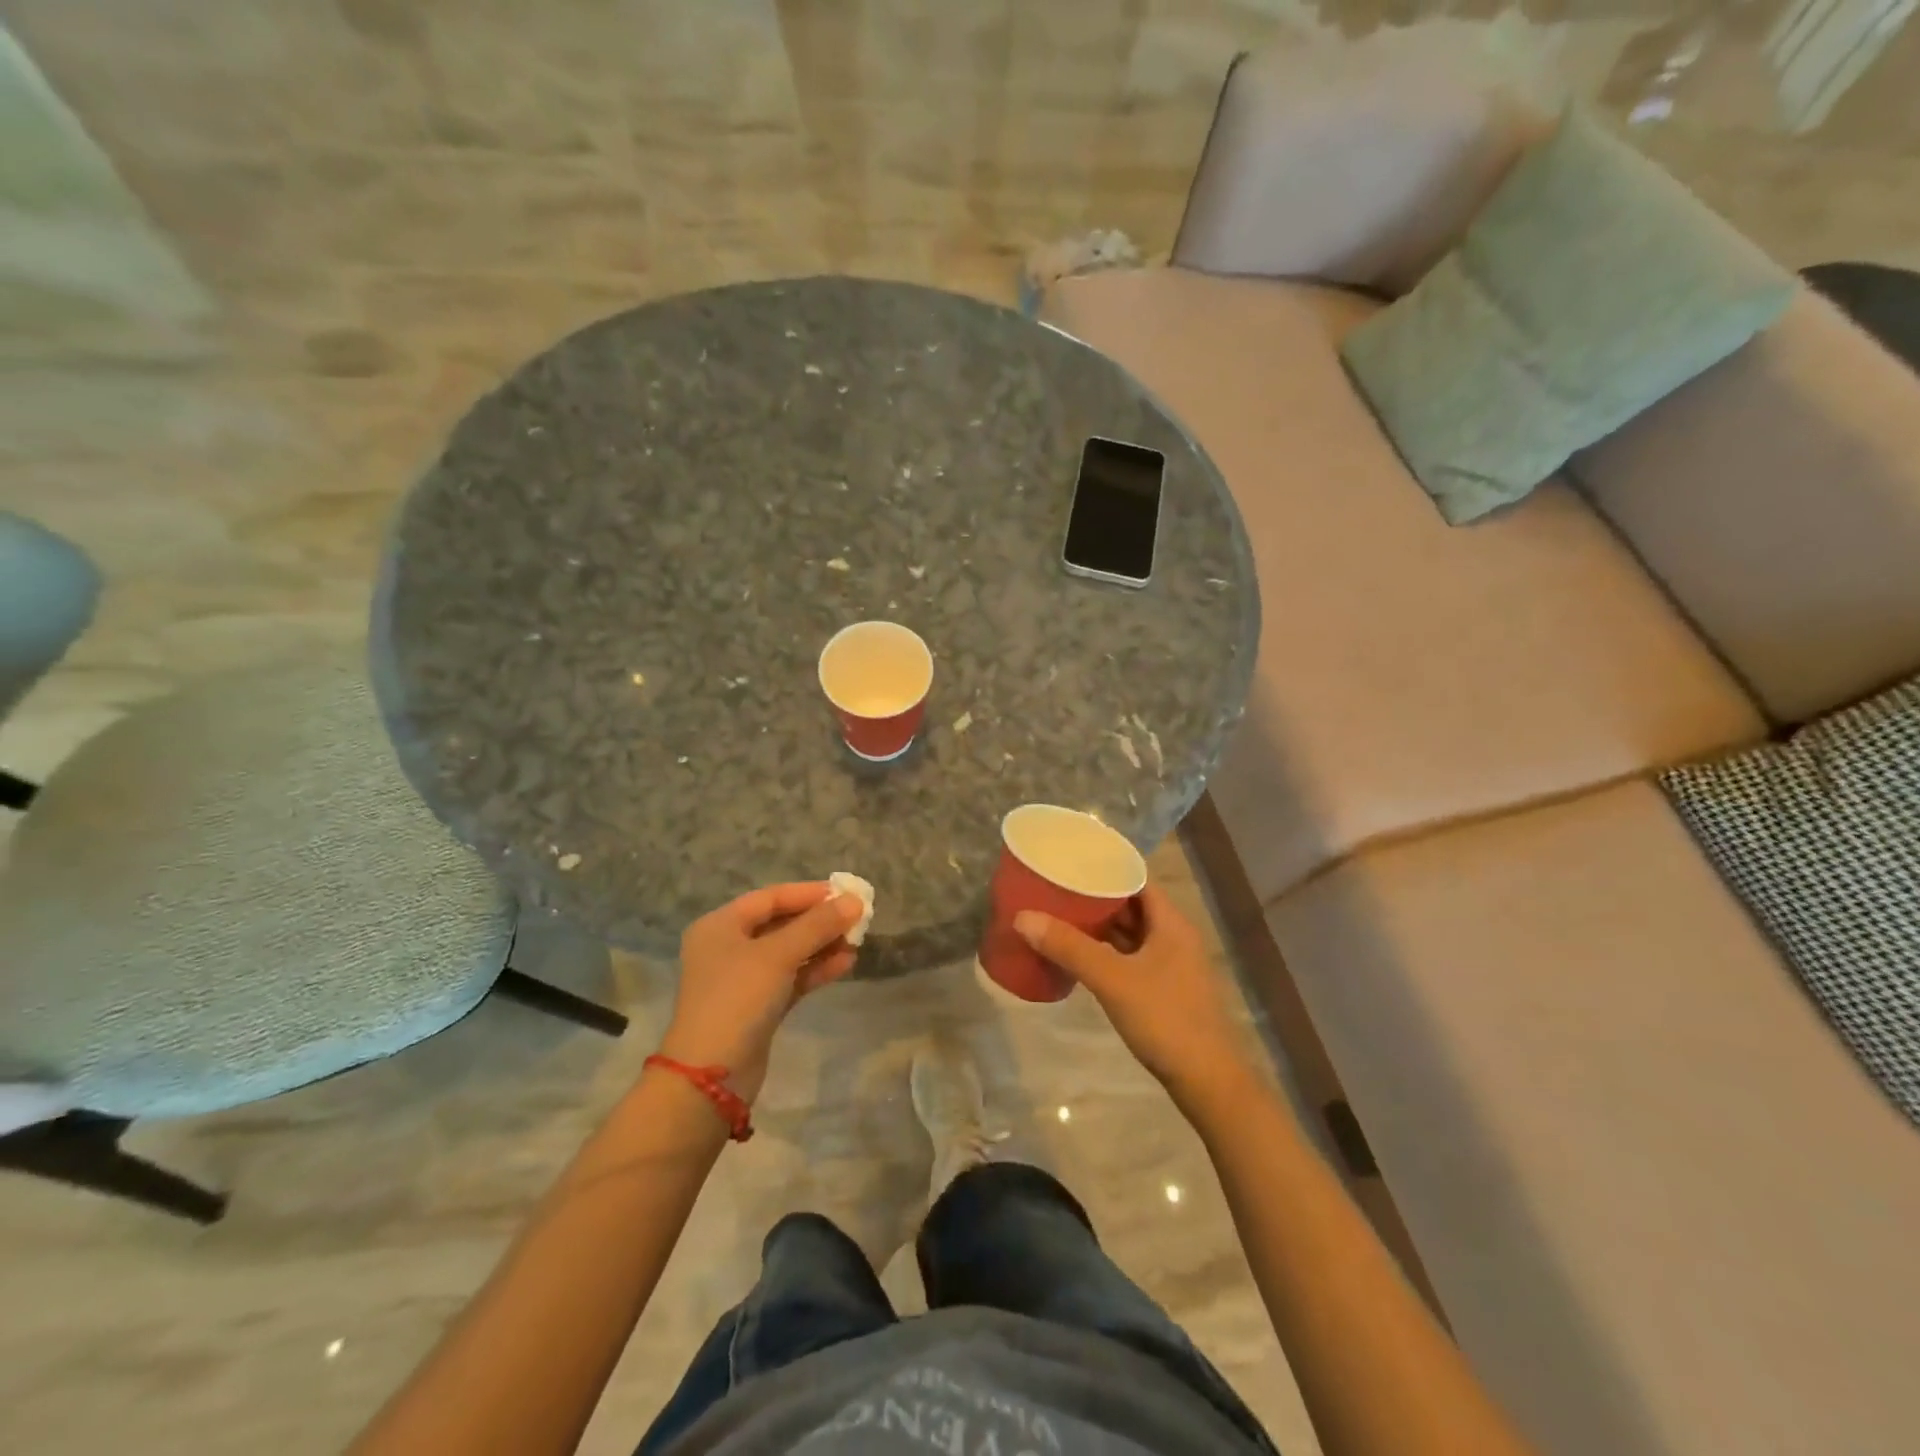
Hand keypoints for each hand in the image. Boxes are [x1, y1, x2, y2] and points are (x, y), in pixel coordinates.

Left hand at [660, 882, 862, 1101]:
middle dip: (819, 921)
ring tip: (857, 941)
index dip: (809, 893)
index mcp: (721, 926)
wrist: (711, 1076)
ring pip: (789, 952)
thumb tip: (854, 901)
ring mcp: (743, 980)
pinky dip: (816, 970)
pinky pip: (791, 978)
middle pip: (781, 924)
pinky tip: (846, 964)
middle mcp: (728, 948)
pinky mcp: (758, 1007)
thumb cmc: (738, 999)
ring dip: (822, 945)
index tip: (845, 892)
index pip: (771, 897)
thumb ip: (818, 925)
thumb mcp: (779, 955)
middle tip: (857, 918)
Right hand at [1015, 884, 1249, 1099]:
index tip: (1070, 863)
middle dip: (1095, 898)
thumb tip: (1023, 917)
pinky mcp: (1164, 990)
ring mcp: (1171, 965)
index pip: (1136, 879)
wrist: (1207, 1082)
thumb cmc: (1165, 1019)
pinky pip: (1130, 958)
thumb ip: (1069, 947)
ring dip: (1099, 927)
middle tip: (1056, 890)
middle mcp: (1173, 937)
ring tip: (1059, 917)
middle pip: (1131, 905)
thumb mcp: (1112, 979)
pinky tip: (1080, 957)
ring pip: (1130, 934)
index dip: (1105, 868)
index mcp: (1170, 923)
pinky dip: (1106, 952)